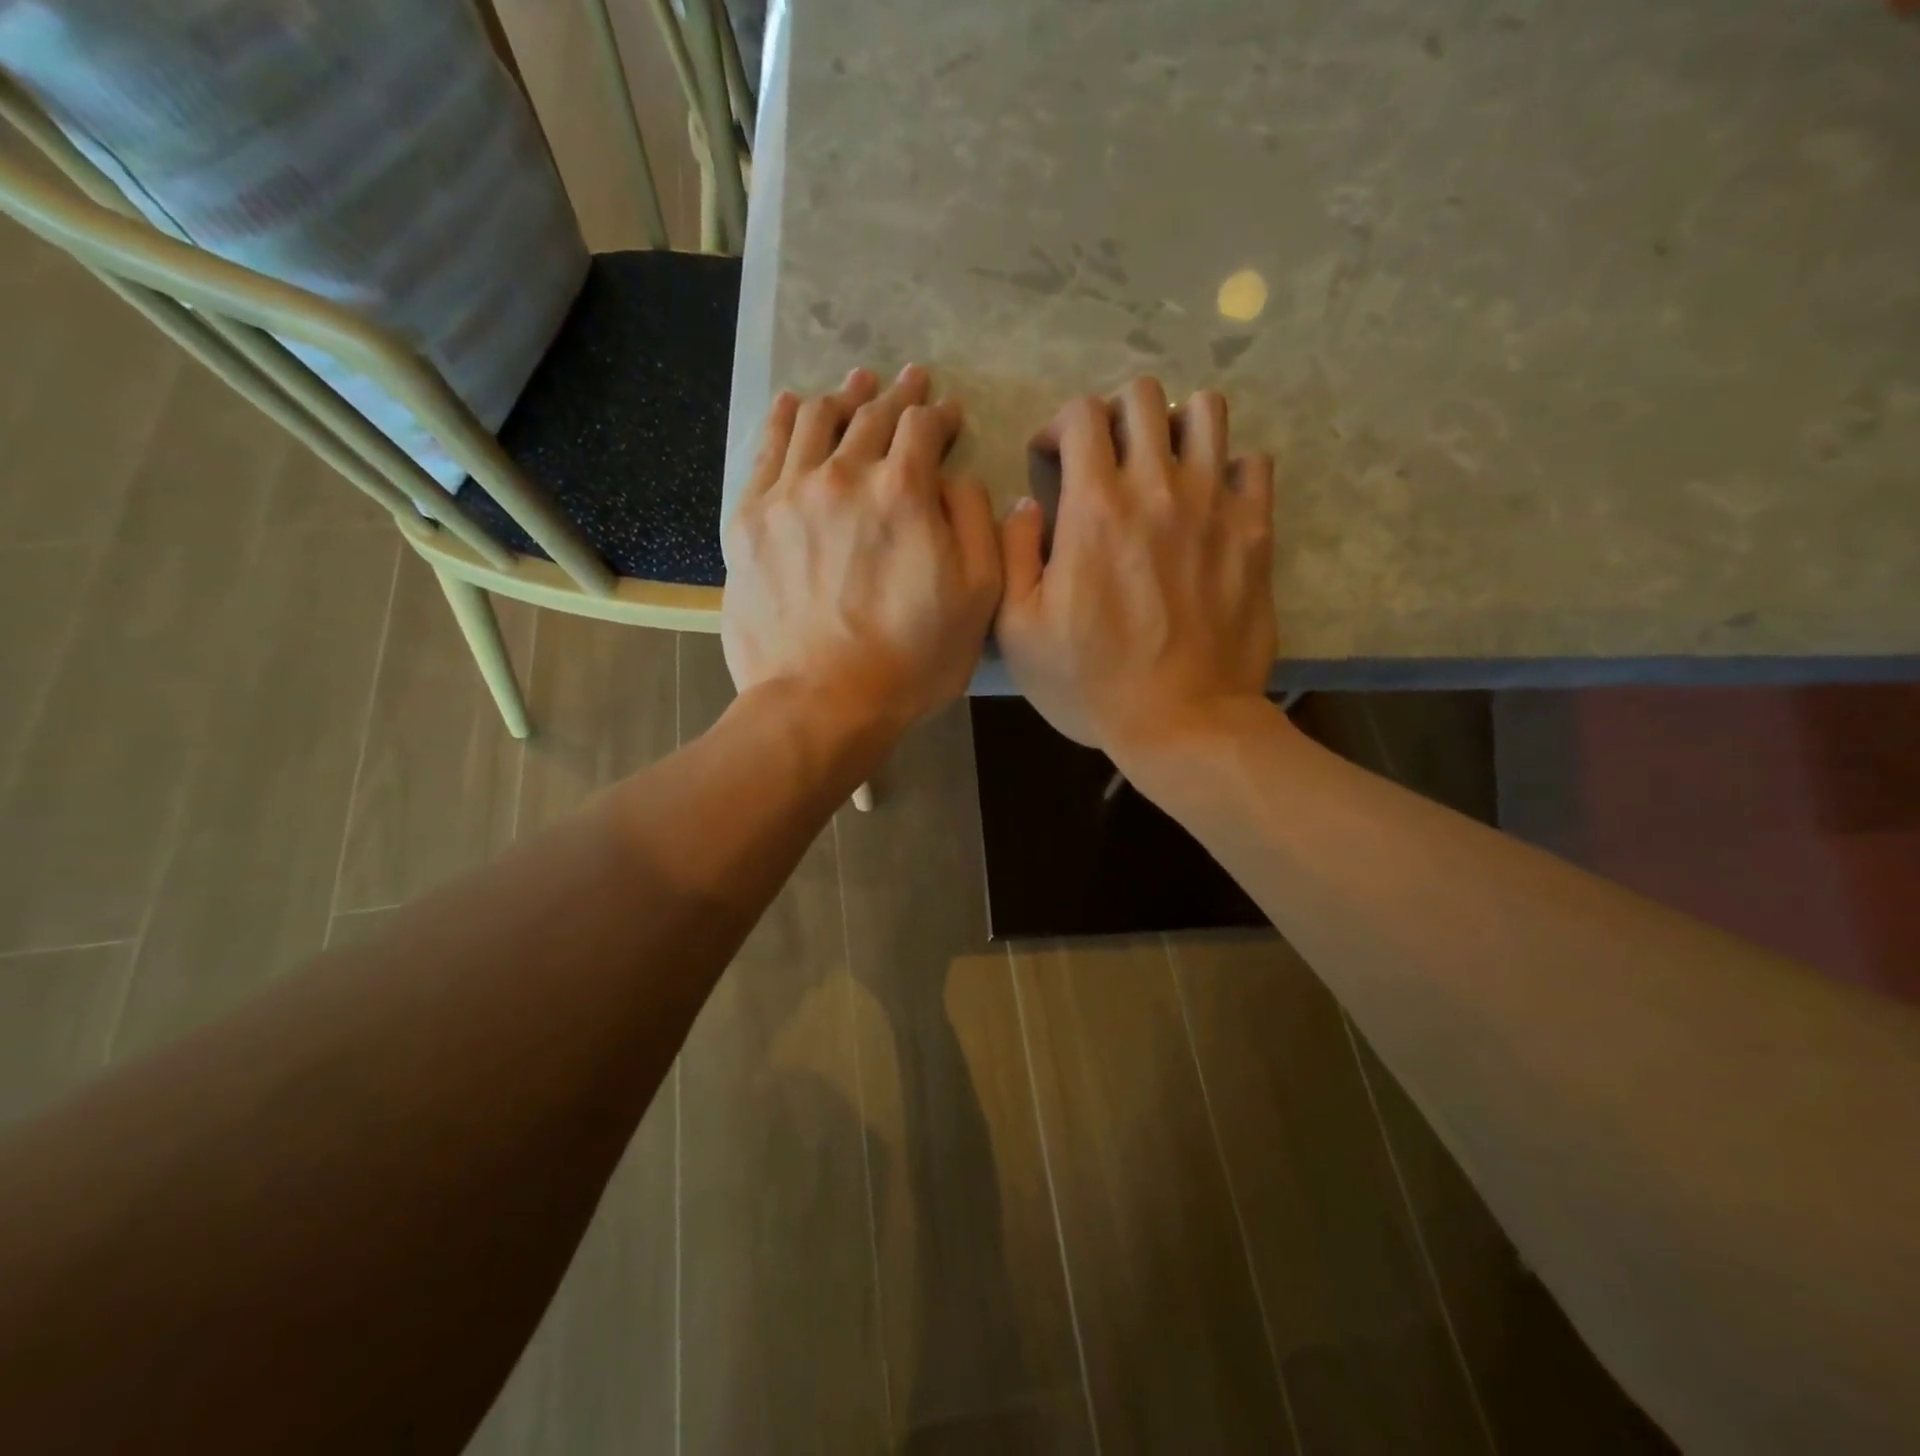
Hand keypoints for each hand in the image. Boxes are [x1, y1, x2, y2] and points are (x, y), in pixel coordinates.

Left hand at [723, 365, 1002, 740]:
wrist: (821, 704)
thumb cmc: (911, 661)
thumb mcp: (977, 599)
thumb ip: (975, 524)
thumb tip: (955, 479)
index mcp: (904, 492)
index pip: (924, 429)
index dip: (941, 416)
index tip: (949, 416)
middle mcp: (844, 476)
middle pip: (872, 416)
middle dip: (898, 395)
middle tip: (910, 381)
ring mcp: (789, 494)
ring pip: (817, 421)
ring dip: (844, 396)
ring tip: (857, 385)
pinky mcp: (750, 519)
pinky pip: (766, 450)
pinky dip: (785, 419)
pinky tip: (795, 405)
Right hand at [996, 378, 1275, 758]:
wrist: (1181, 723)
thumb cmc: (1090, 683)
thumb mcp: (1018, 630)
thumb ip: (1012, 553)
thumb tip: (1025, 504)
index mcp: (1094, 507)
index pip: (1081, 415)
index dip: (1059, 426)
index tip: (1052, 459)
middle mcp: (1157, 488)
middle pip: (1143, 397)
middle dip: (1114, 415)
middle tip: (1105, 457)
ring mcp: (1215, 505)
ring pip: (1206, 412)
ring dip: (1175, 426)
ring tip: (1161, 465)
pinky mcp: (1255, 532)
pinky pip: (1252, 463)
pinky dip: (1228, 468)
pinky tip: (1209, 500)